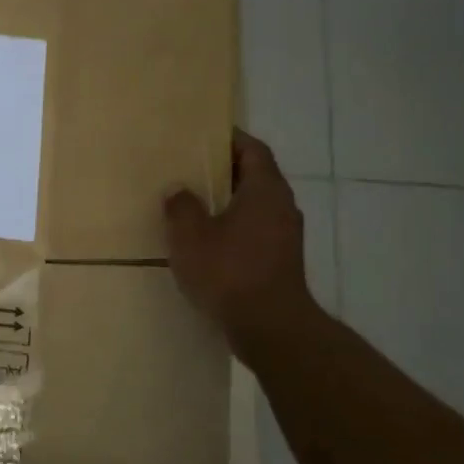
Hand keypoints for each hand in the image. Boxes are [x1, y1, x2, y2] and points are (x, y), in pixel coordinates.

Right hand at [164, 129, 320, 360]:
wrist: (269, 327)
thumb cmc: (229, 272)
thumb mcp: (191, 236)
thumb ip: (181, 207)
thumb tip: (178, 190)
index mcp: (265, 190)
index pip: (252, 150)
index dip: (230, 139)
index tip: (203, 137)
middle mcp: (282, 206)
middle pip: (254, 176)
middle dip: (223, 172)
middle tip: (189, 170)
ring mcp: (284, 236)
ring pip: (253, 206)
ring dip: (226, 203)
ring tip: (192, 206)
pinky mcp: (279, 261)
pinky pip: (254, 231)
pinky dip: (232, 228)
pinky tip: (206, 242)